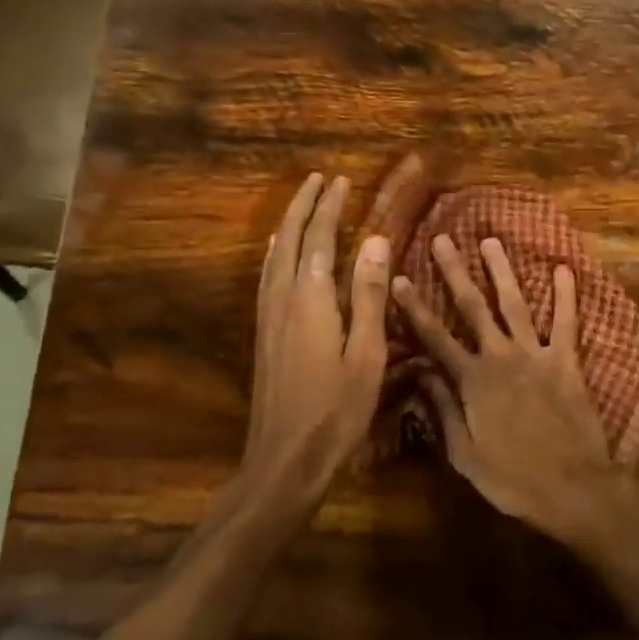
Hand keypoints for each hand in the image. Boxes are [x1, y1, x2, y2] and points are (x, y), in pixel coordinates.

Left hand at [244, 172, 390, 507]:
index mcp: (310, 299)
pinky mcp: (264, 334)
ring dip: (288, 224)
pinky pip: (267, 275)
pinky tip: (278, 254)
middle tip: (318, 179)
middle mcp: (282, 298)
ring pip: (273, 255)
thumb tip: (374, 240)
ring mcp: (268, 317)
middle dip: (303, 206)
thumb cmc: (335, 410)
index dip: (329, 207)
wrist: (283, 460)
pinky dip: (276, 251)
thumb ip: (367, 295)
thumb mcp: (366, 354)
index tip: (340, 180)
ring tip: (302, 203)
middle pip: (288, 239)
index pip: (318, 238)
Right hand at [392, 234, 621, 542]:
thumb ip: (442, 411)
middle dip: (455, 272)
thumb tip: (420, 374)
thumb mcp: (464, 455)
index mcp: (472, 381)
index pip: (434, 338)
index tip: (399, 279)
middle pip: (472, 307)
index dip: (414, 308)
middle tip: (442, 239)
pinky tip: (564, 268)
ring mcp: (535, 354)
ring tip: (490, 240)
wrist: (572, 488)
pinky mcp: (566, 360)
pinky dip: (565, 295)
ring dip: (501, 271)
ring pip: (514, 303)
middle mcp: (500, 357)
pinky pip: (566, 321)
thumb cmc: (513, 478)